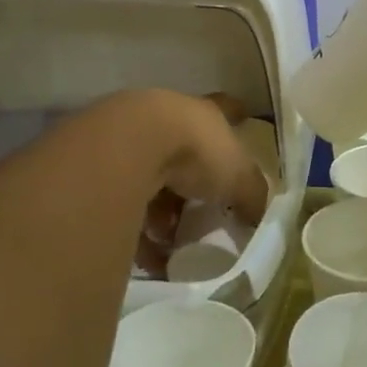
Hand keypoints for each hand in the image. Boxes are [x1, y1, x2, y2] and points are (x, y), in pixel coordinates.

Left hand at [130, 91, 269, 273]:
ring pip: (156, 180)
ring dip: (165, 213)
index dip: (237, 114)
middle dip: (196, 185)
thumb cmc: (195, 151)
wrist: (128, 147)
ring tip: (174, 246)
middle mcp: (170, 120)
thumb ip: (252, 195)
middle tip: (205, 216)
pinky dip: (139, 231)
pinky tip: (150, 258)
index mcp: (205, 114)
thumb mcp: (238, 176)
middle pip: (188, 151)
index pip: (227, 109)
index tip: (244, 116)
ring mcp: (136, 141)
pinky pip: (128, 204)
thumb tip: (258, 216)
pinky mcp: (108, 168)